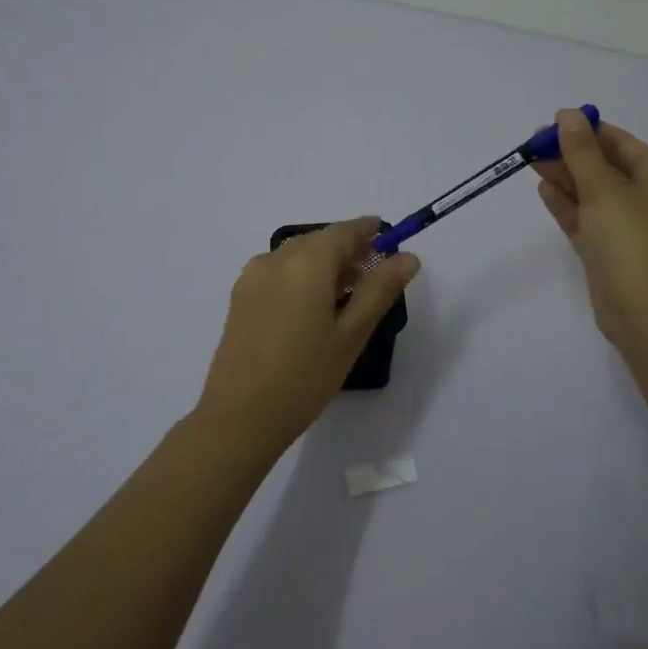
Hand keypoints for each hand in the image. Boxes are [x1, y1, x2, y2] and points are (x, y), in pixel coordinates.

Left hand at [194, 217, 421, 450]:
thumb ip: (380, 290)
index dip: (369, 232)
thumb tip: (408, 258)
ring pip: (297, 255)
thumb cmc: (305, 376)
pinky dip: (300, 277)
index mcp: (306, 262)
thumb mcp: (351, 334)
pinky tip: (311, 310)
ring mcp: (252, 277)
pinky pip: (278, 271)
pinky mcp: (239, 296)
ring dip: (323, 265)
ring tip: (344, 300)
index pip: (345, 231)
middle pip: (320, 241)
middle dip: (348, 251)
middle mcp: (276, 259)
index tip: (390, 243)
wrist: (240, 417)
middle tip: (372, 279)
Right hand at [532, 109, 647, 350]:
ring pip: (591, 193)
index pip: (619, 143)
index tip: (551, 123)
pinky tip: (544, 189)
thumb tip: (568, 114)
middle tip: (532, 144)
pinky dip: (566, 204)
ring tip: (530, 161)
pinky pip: (585, 218)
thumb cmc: (632, 243)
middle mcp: (646, 198)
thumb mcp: (605, 189)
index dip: (586, 130)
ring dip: (564, 176)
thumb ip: (581, 152)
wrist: (647, 314)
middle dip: (570, 153)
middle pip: (603, 166)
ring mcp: (626, 227)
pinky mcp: (607, 251)